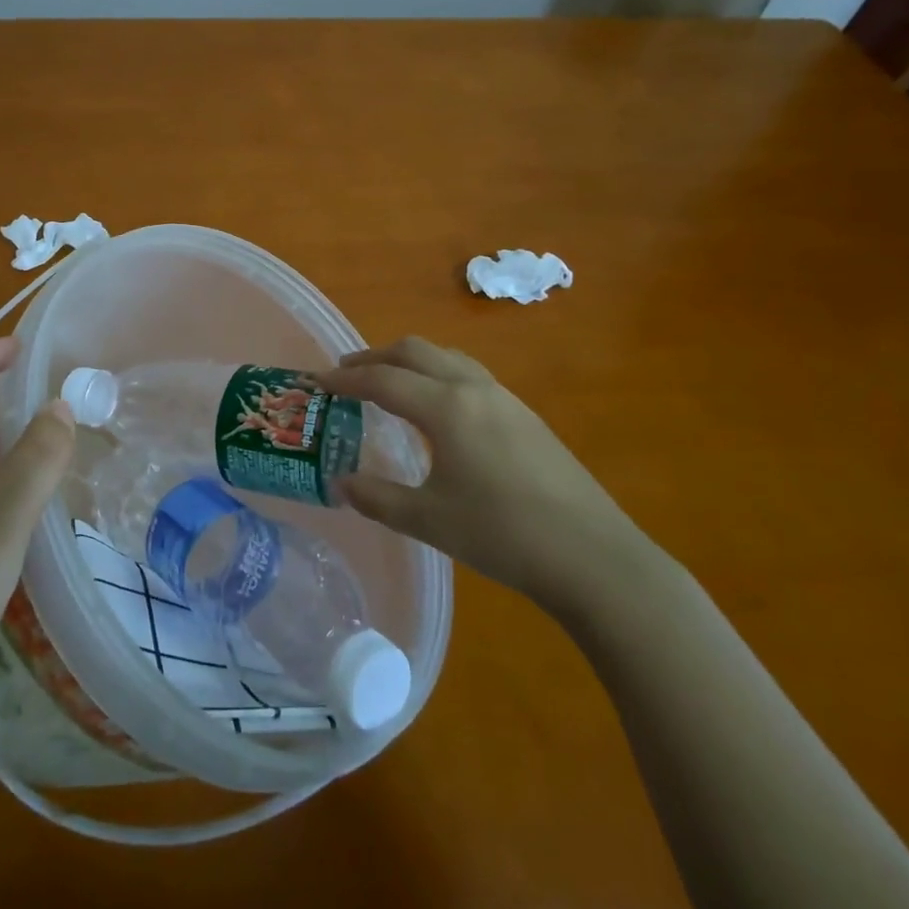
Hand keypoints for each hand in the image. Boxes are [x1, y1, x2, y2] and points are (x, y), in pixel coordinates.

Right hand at [320, 337, 643, 615]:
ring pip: (445, 357)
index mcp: (445, 407)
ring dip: (408, 361)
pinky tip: (436, 409)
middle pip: (414, 351)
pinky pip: (467, 374)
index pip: (382, 380)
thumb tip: (341, 483)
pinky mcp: (524, 415)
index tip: (316, 381)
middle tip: (346, 374)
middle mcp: (473, 388)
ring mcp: (504, 398)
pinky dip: (436, 374)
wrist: (593, 556)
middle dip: (374, 357)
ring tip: (387, 383)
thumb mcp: (429, 520)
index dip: (344, 379)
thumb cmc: (503, 535)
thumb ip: (378, 498)